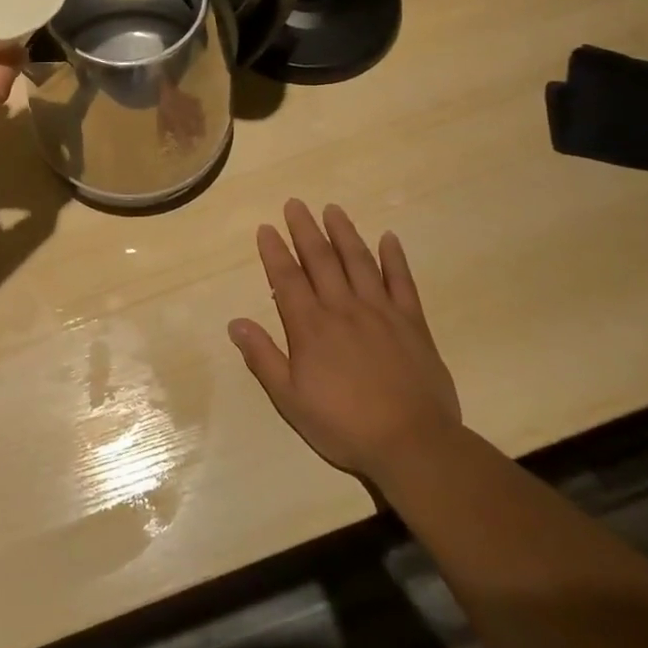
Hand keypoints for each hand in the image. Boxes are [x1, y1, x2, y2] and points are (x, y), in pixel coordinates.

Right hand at [229, 200, 460, 484]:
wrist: (412, 444)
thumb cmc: (344, 425)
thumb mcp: (290, 399)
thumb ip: (263, 358)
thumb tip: (235, 323)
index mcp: (310, 327)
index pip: (286, 278)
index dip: (274, 251)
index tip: (266, 228)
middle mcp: (342, 308)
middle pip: (320, 260)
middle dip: (304, 230)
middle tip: (295, 204)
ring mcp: (380, 312)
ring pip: (358, 262)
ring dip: (344, 233)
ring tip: (332, 209)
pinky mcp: (412, 322)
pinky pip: (402, 282)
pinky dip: (395, 258)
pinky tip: (389, 238)